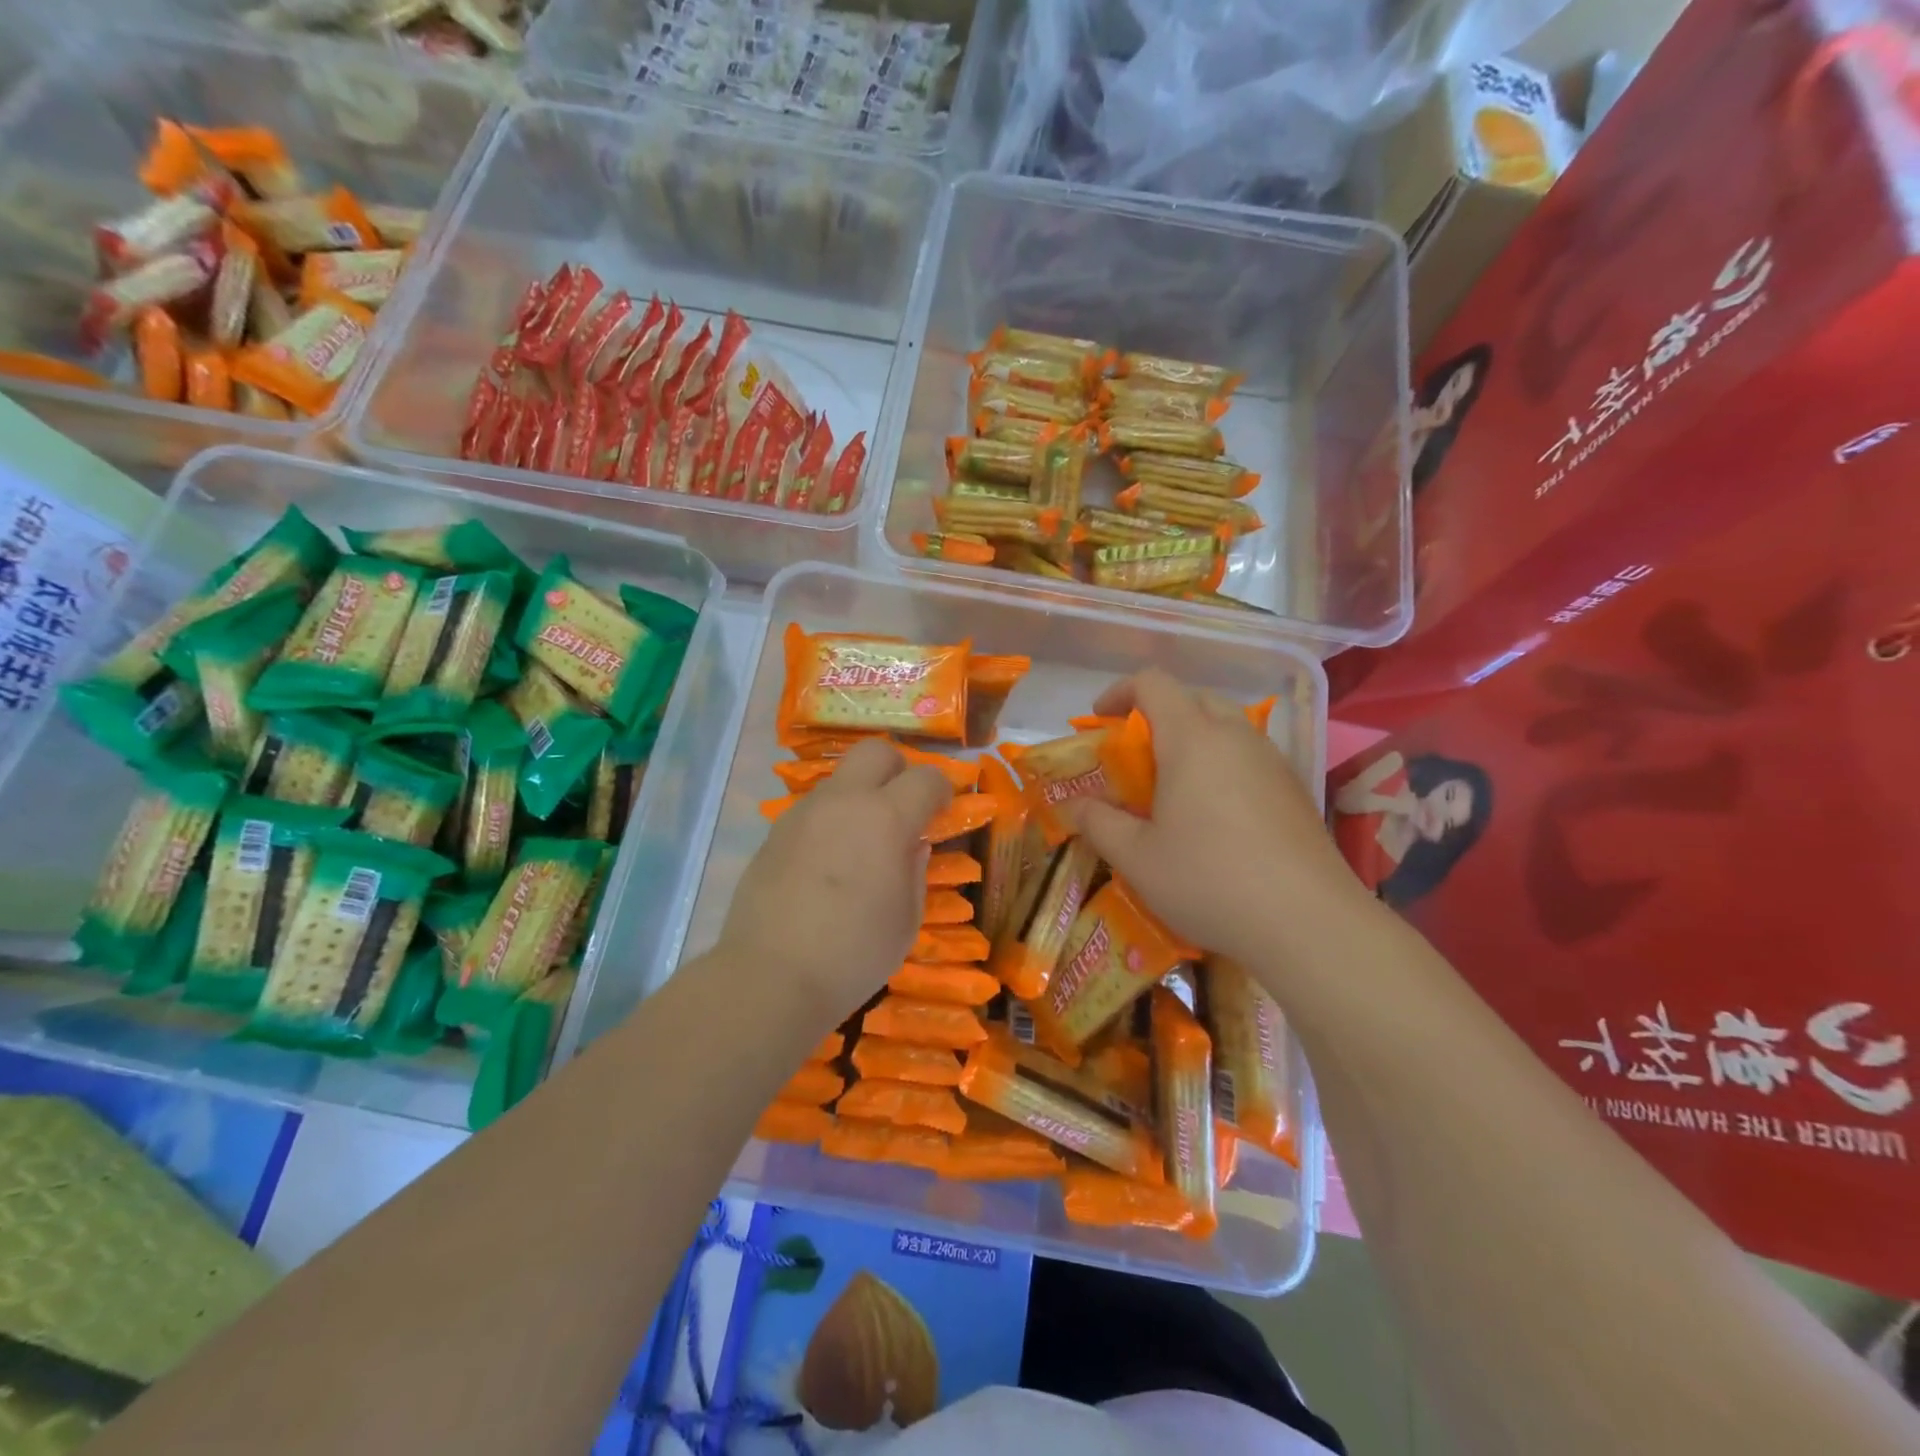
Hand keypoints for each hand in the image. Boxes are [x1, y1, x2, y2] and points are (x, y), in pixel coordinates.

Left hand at [715, 738, 952, 1025]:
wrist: (771, 975)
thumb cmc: (854, 953)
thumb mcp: (906, 919)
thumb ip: (915, 870)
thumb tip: (914, 843)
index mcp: (886, 819)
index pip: (926, 778)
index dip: (942, 789)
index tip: (942, 809)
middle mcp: (844, 802)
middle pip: (876, 751)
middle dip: (898, 769)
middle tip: (902, 806)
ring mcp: (804, 813)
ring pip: (840, 780)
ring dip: (860, 797)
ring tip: (862, 843)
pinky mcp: (775, 833)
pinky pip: (813, 810)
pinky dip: (831, 822)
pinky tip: (827, 863)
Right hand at [1059, 670, 1369, 966]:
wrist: (1309, 922)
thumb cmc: (1209, 880)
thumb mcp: (1136, 857)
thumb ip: (1098, 823)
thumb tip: (1073, 806)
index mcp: (1192, 738)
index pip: (1153, 683)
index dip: (1120, 692)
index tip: (1101, 721)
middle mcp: (1235, 736)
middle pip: (1193, 698)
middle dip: (1157, 715)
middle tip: (1135, 757)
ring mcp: (1272, 761)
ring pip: (1226, 726)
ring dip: (1193, 740)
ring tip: (1173, 788)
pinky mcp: (1295, 789)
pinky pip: (1249, 756)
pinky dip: (1222, 765)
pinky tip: (1215, 816)